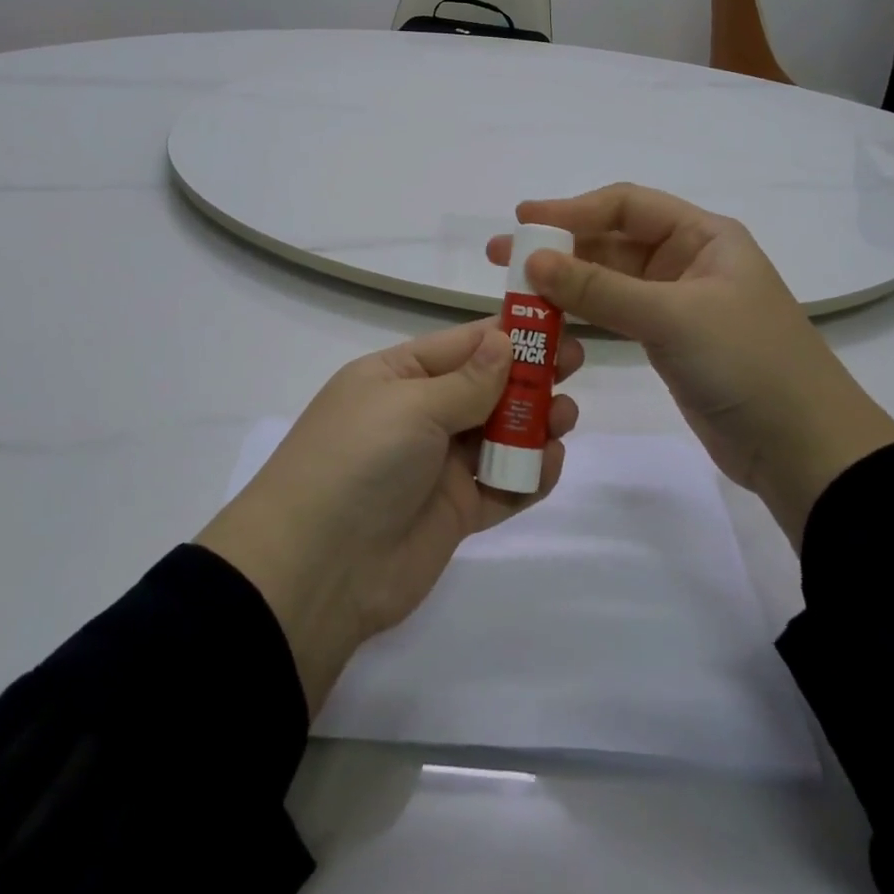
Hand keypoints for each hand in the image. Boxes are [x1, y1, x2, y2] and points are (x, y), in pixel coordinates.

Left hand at [195, 320, 582, 715]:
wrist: (316, 570)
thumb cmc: (360, 461)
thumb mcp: (411, 406)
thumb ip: (467, 380)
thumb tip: (503, 338)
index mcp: (397, 376)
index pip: (462, 344)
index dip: (507, 333)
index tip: (555, 322)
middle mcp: (419, 415)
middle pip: (485, 387)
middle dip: (529, 375)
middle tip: (576, 364)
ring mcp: (437, 465)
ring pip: (497, 434)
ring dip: (533, 423)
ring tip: (566, 415)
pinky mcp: (454, 513)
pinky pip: (500, 486)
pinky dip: (527, 475)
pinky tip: (552, 463)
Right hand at [488, 185, 893, 545]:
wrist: (804, 449)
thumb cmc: (747, 363)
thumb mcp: (672, 317)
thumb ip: (600, 289)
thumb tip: (532, 261)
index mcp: (703, 236)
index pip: (626, 206)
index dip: (572, 210)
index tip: (521, 221)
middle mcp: (689, 260)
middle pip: (612, 241)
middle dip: (559, 246)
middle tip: (501, 256)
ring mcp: (677, 302)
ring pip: (610, 279)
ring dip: (565, 281)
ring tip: (513, 288)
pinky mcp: (668, 340)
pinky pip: (615, 314)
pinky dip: (582, 313)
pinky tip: (547, 317)